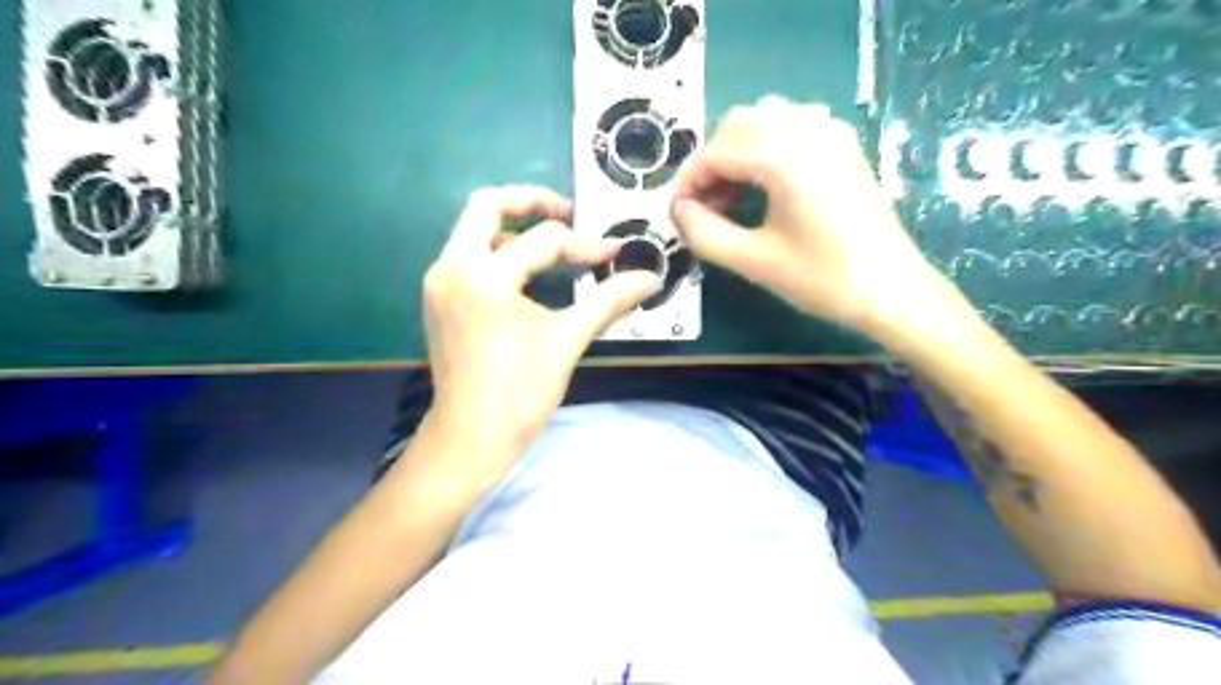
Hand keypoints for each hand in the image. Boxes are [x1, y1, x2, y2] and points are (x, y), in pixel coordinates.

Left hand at [427, 188, 663, 460]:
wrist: (471, 437)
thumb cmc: (521, 392)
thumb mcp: (568, 340)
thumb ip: (608, 301)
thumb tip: (649, 280)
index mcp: (485, 277)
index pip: (544, 241)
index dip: (586, 245)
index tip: (614, 254)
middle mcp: (452, 267)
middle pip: (486, 205)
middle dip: (531, 202)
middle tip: (567, 213)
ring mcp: (439, 281)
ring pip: (473, 229)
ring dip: (513, 228)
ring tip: (550, 247)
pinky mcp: (437, 297)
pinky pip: (467, 255)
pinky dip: (497, 252)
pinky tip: (525, 275)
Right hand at [673, 95, 946, 337]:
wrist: (892, 290)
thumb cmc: (822, 279)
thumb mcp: (753, 261)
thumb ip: (704, 233)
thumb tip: (679, 210)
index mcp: (782, 157)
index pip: (715, 153)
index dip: (687, 182)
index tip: (678, 213)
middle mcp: (806, 130)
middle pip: (737, 124)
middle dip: (713, 162)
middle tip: (706, 207)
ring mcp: (831, 132)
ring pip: (766, 118)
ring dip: (739, 149)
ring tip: (736, 195)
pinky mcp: (845, 145)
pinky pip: (795, 124)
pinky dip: (770, 144)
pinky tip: (770, 182)